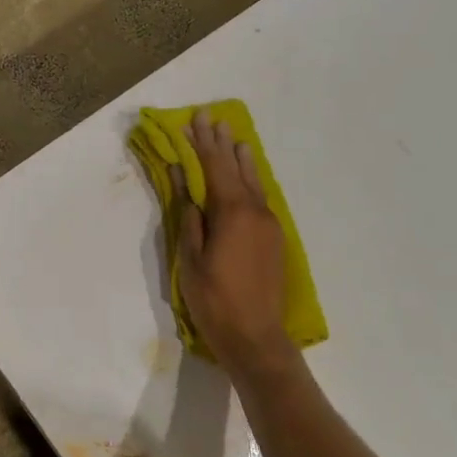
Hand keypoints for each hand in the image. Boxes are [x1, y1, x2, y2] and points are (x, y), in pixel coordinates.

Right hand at [175, 110, 294, 375]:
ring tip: (234, 139)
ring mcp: (269, 225)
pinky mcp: (274, 240)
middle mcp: (255, 211)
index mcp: (232, 213)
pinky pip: (260, 198)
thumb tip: (182, 183)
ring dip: (240, 160)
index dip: (202, 144)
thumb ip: (189, 218)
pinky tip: (246, 178)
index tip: (194, 120)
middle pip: (235, 169)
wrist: (256, 337)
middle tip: (211, 119)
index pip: (214, 168)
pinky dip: (249, 181)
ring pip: (253, 183)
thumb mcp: (191, 259)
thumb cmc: (214, 300)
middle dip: (221, 144)